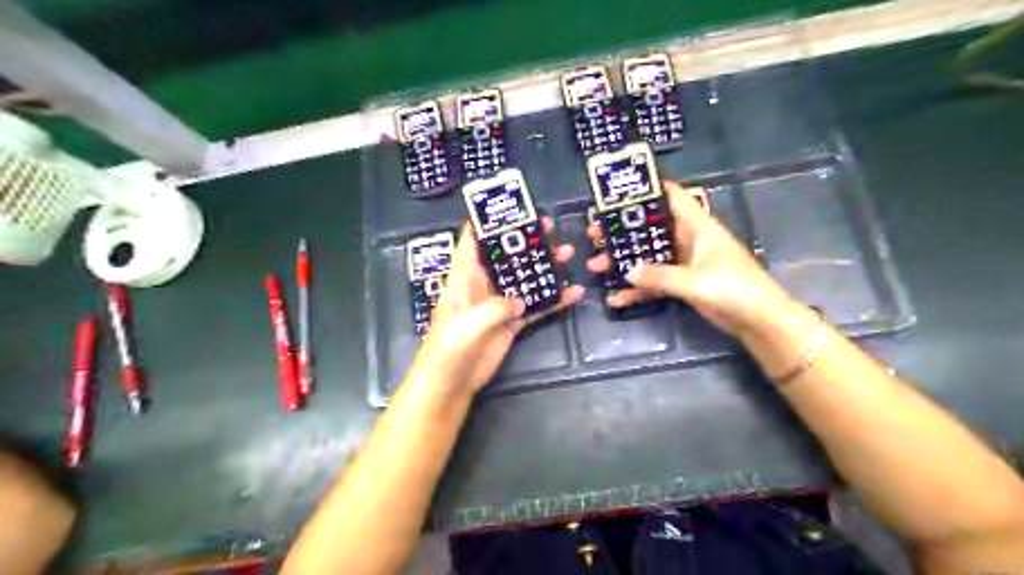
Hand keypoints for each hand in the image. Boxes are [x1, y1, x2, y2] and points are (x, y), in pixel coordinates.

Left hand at [409, 217, 584, 395]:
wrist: (450, 384)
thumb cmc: (449, 349)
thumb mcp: (468, 324)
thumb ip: (496, 307)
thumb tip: (521, 300)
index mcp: (463, 278)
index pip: (472, 242)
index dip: (486, 223)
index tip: (509, 207)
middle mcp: (482, 286)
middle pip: (506, 257)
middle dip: (526, 242)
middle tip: (550, 227)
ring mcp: (498, 305)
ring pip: (525, 279)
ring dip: (544, 268)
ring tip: (568, 255)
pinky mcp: (510, 323)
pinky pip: (535, 308)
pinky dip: (553, 301)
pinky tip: (573, 294)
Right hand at [584, 182, 789, 337]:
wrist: (759, 320)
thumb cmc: (735, 289)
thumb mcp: (695, 281)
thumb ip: (660, 276)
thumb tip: (627, 271)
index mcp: (696, 226)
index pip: (672, 196)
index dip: (647, 189)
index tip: (618, 191)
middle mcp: (687, 239)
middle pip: (649, 228)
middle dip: (622, 231)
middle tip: (593, 234)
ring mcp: (684, 262)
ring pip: (647, 255)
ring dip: (623, 260)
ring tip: (595, 265)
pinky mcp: (682, 283)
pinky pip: (653, 281)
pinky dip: (636, 289)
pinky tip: (616, 298)